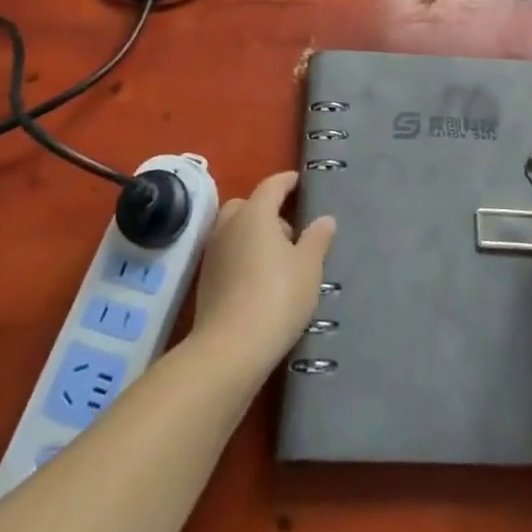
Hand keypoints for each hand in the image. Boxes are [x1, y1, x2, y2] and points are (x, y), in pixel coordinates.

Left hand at [191, 170, 335, 380]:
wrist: (229, 350)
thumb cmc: (277, 297)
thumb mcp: (308, 267)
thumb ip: (317, 238)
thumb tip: (324, 219)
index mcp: (255, 213)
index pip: (272, 185)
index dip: (288, 182)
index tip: (300, 182)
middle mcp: (229, 225)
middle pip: (248, 205)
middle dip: (268, 210)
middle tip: (291, 230)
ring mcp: (213, 252)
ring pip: (235, 229)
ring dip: (254, 234)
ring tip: (279, 259)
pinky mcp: (206, 279)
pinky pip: (228, 253)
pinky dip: (243, 255)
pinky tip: (261, 279)